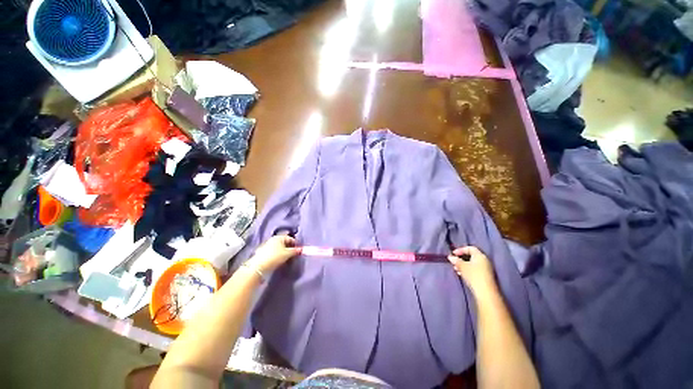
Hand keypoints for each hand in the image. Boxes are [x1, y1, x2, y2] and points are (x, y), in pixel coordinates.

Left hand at [248, 235, 300, 273]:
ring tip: (286, 258)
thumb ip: (295, 251)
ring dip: (283, 251)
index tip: (298, 250)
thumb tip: (302, 249)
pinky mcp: (262, 252)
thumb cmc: (275, 257)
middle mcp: (273, 239)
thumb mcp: (288, 253)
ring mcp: (267, 245)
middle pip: (284, 242)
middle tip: (293, 254)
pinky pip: (273, 252)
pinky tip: (278, 260)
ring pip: (278, 247)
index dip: (295, 244)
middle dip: (289, 247)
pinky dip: (277, 254)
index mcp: (279, 237)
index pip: (290, 238)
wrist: (258, 266)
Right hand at [448, 246, 498, 298]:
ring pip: (472, 263)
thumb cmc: (473, 275)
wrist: (485, 292)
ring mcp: (486, 268)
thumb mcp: (462, 266)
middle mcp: (484, 260)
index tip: (453, 254)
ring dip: (463, 265)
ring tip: (456, 269)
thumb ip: (456, 260)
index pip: (470, 248)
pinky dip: (468, 270)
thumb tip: (450, 257)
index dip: (460, 250)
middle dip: (461, 258)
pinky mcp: (485, 276)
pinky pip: (475, 269)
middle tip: (454, 262)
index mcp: (480, 255)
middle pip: (471, 256)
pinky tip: (462, 274)